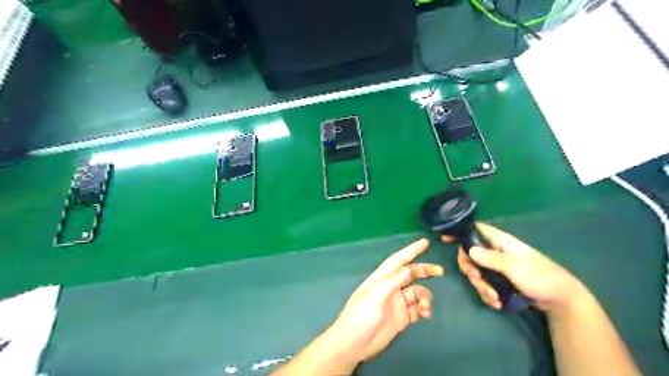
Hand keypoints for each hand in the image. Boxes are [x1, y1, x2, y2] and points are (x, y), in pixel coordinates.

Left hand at [329, 239, 442, 362]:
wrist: (355, 344)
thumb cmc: (361, 315)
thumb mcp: (375, 296)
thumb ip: (392, 281)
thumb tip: (408, 268)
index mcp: (382, 278)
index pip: (398, 260)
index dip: (411, 250)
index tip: (425, 242)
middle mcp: (391, 287)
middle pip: (411, 274)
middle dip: (425, 271)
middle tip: (440, 271)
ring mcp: (396, 302)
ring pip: (416, 292)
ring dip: (425, 296)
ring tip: (426, 306)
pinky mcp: (401, 317)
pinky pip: (417, 309)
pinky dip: (424, 309)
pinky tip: (425, 314)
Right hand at [443, 225, 587, 315]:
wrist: (560, 299)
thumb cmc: (539, 276)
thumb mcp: (514, 267)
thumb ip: (491, 258)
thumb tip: (469, 250)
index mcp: (500, 242)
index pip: (476, 229)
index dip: (460, 232)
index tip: (445, 238)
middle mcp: (496, 252)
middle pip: (471, 255)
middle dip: (471, 270)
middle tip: (476, 280)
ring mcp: (498, 267)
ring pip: (477, 272)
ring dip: (481, 286)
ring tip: (493, 298)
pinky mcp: (500, 281)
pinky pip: (485, 284)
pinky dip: (488, 294)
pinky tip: (497, 303)